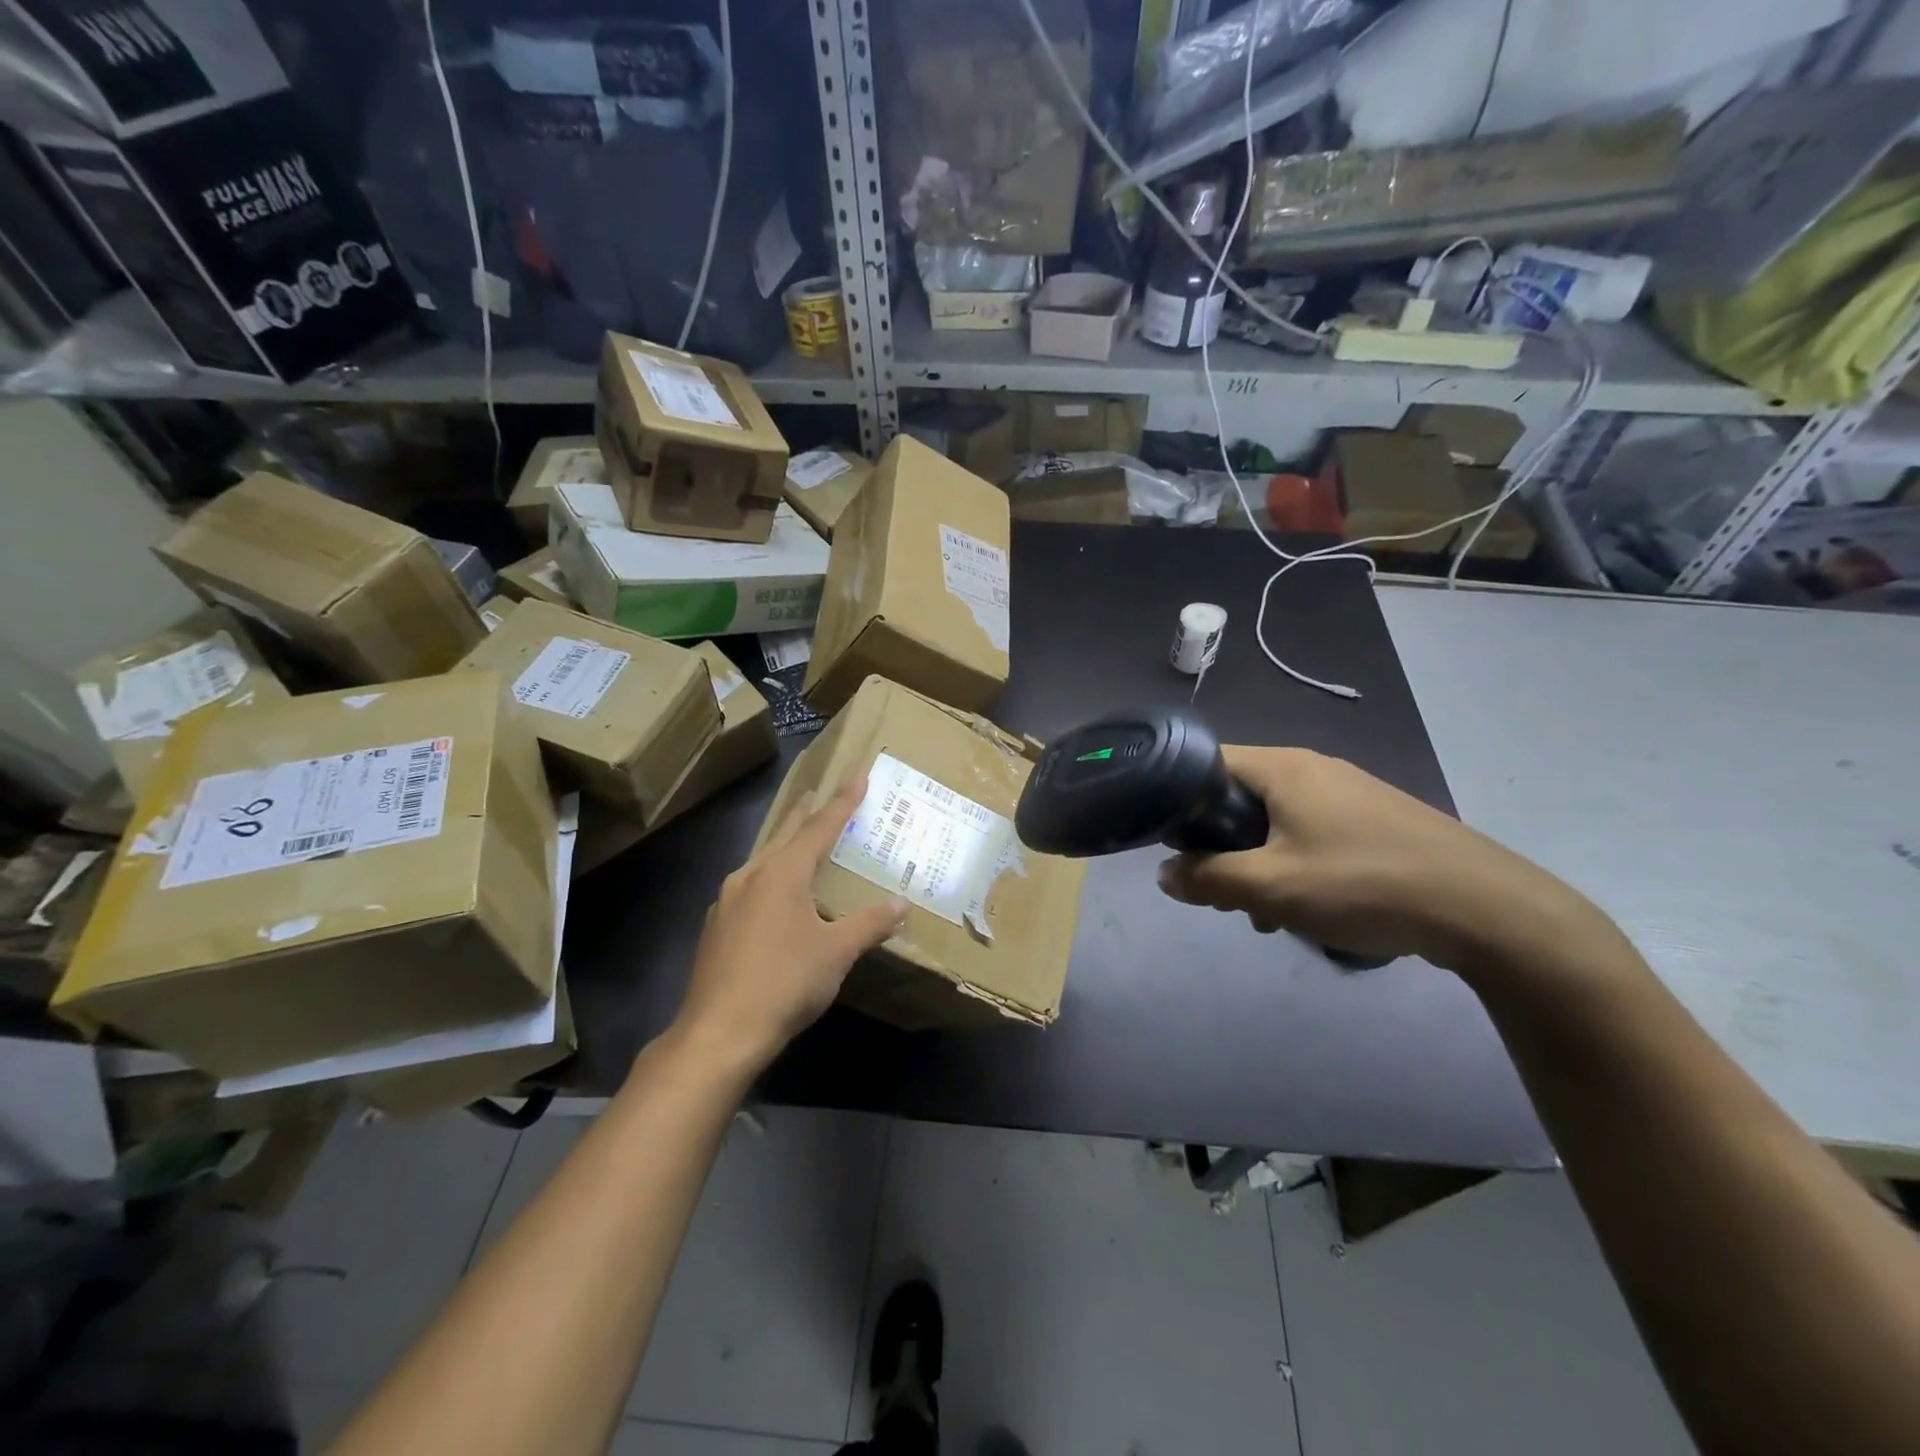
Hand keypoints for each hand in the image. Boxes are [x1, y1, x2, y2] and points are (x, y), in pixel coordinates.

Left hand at [673, 773, 907, 1073]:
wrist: (719, 1032)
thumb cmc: (785, 982)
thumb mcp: (837, 953)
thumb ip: (870, 923)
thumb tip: (901, 903)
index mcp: (783, 872)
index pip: (820, 826)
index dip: (843, 801)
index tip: (858, 774)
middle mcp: (751, 875)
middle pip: (785, 834)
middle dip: (806, 813)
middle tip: (822, 792)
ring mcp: (727, 900)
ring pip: (763, 858)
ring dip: (785, 843)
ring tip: (800, 837)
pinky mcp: (716, 925)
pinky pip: (750, 884)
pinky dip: (770, 874)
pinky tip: (774, 893)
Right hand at [1156, 746, 1606, 974]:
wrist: (1486, 909)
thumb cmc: (1363, 884)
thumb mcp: (1271, 887)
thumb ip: (1208, 878)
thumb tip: (1165, 874)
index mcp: (1284, 767)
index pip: (1206, 763)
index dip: (1178, 800)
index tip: (1172, 844)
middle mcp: (1314, 768)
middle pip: (1239, 796)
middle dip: (1220, 845)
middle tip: (1222, 890)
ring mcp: (1349, 793)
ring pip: (1275, 821)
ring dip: (1257, 863)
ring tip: (1266, 913)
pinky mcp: (1375, 821)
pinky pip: (1311, 834)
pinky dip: (1294, 865)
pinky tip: (1309, 908)